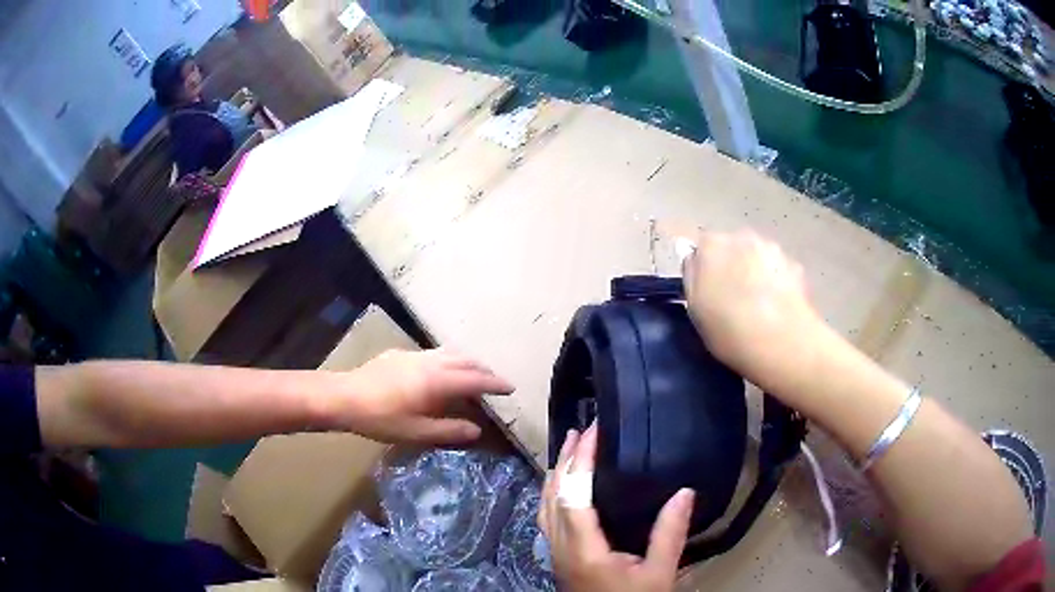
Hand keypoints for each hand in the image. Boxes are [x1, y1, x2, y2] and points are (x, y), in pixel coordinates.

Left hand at [326, 349, 512, 444]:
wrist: (344, 397)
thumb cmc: (381, 418)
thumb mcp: (417, 432)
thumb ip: (449, 431)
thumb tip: (477, 430)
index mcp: (437, 381)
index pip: (475, 380)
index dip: (495, 384)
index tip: (511, 388)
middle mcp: (430, 362)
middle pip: (465, 361)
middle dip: (484, 370)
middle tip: (495, 382)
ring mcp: (414, 355)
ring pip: (449, 353)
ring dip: (467, 362)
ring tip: (473, 374)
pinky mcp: (400, 354)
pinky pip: (433, 353)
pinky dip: (448, 360)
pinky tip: (439, 372)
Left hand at [539, 425, 694, 591]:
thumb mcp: (658, 574)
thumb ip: (669, 535)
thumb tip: (684, 491)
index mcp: (582, 548)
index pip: (573, 493)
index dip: (581, 460)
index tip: (593, 431)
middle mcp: (560, 546)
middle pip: (552, 495)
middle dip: (565, 460)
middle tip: (580, 431)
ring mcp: (554, 553)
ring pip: (544, 506)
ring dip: (556, 475)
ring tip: (569, 451)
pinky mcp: (558, 558)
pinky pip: (547, 517)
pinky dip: (553, 494)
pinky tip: (565, 489)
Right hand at [683, 230, 824, 391]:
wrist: (783, 343)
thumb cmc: (729, 329)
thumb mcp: (694, 308)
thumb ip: (692, 276)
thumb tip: (695, 258)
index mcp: (711, 245)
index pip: (701, 247)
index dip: (704, 268)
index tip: (707, 291)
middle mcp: (742, 237)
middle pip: (731, 248)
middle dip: (732, 266)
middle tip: (732, 299)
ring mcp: (772, 249)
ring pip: (757, 257)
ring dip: (755, 272)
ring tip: (758, 306)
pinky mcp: (796, 265)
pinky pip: (778, 270)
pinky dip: (776, 282)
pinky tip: (777, 308)